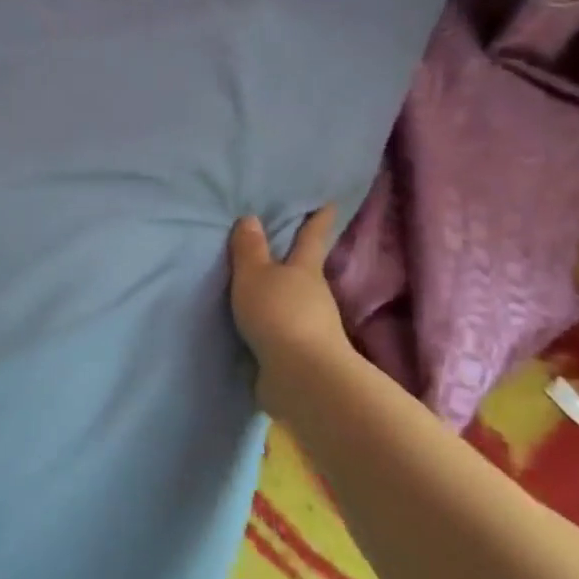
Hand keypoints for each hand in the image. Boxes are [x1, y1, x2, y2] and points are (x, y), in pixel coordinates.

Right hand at [228, 207, 356, 401]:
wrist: (302, 376)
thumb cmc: (279, 313)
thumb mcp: (254, 275)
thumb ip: (249, 249)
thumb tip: (251, 217)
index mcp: (305, 269)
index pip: (312, 236)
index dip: (318, 218)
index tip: (329, 202)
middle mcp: (314, 294)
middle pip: (305, 270)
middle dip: (294, 259)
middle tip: (279, 245)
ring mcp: (312, 326)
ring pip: (296, 301)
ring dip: (281, 295)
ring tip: (258, 288)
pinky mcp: (302, 353)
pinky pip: (284, 329)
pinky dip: (274, 324)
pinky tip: (257, 326)